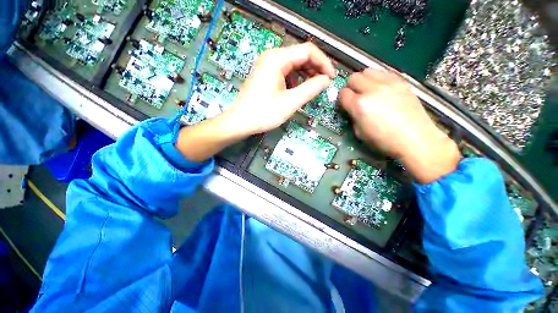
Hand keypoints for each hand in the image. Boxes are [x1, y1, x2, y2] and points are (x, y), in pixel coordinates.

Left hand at [225, 42, 335, 135]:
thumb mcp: (290, 102)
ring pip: (293, 64)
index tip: (331, 78)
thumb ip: (311, 89)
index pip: (308, 51)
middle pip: (300, 56)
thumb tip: (326, 79)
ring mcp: (267, 64)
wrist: (241, 121)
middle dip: (315, 69)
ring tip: (312, 88)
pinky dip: (295, 79)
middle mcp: (271, 56)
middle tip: (323, 84)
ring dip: (305, 74)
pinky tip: (297, 90)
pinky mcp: (265, 74)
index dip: (323, 63)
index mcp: (277, 58)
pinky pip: (285, 71)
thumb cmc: (264, 113)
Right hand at [339, 69, 460, 182]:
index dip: (342, 100)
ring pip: (368, 71)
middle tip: (355, 96)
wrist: (415, 139)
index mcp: (359, 105)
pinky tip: (381, 89)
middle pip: (353, 78)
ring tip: (367, 90)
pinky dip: (378, 78)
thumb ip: (352, 117)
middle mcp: (372, 90)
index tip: (345, 105)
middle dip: (350, 87)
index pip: (342, 93)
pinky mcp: (402, 82)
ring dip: (363, 80)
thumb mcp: (359, 133)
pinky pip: (384, 73)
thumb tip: (351, 109)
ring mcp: (389, 83)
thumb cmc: (384, 141)